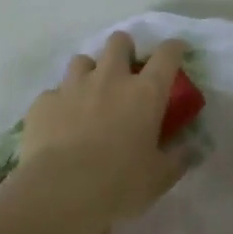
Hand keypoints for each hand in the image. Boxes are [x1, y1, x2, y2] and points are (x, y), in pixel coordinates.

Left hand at [10, 33, 191, 233]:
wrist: (60, 191)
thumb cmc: (120, 183)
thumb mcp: (160, 177)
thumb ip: (177, 158)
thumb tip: (188, 149)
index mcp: (145, 93)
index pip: (167, 55)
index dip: (174, 48)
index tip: (177, 50)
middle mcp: (110, 79)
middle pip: (119, 42)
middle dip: (125, 48)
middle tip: (126, 69)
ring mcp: (73, 86)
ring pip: (82, 60)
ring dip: (90, 72)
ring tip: (90, 93)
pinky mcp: (44, 102)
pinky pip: (54, 93)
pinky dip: (61, 103)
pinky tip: (61, 123)